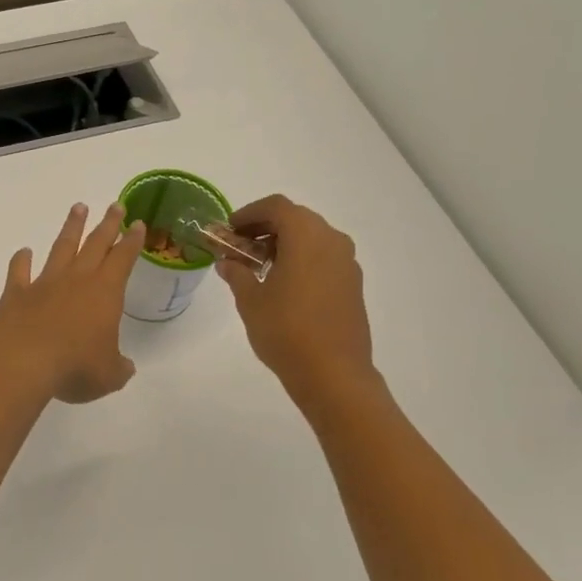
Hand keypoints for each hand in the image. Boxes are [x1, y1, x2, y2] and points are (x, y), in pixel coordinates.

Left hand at [0, 202, 144, 404]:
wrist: (23, 362)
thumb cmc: (74, 367)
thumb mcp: (108, 375)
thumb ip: (118, 368)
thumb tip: (123, 367)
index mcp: (105, 292)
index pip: (123, 259)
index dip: (132, 241)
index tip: (138, 223)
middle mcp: (76, 280)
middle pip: (95, 244)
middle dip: (107, 224)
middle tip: (115, 205)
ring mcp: (44, 283)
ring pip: (61, 248)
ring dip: (70, 228)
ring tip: (78, 209)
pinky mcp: (16, 293)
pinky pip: (19, 271)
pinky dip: (21, 260)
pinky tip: (24, 252)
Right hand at [217, 195, 376, 404]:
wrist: (333, 373)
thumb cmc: (286, 330)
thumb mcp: (250, 300)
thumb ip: (237, 274)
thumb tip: (228, 262)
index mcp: (306, 236)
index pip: (276, 206)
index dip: (249, 213)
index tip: (229, 230)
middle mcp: (332, 241)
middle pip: (296, 218)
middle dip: (265, 227)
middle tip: (240, 246)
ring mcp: (347, 263)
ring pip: (312, 238)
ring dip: (284, 243)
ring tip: (259, 267)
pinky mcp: (353, 284)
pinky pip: (324, 257)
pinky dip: (301, 259)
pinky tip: (283, 284)